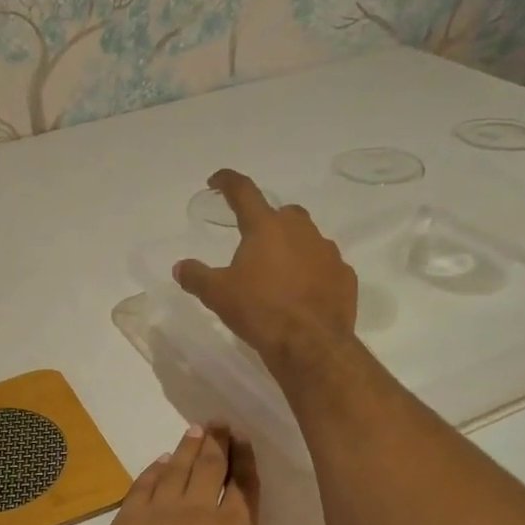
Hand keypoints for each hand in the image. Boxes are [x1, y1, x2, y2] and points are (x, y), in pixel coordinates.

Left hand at [84, 422, 314, 524]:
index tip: (243, 436)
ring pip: (176, 470)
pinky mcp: (127, 522)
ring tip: (194, 430)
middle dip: (216, 442)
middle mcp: (196, 510)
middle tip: (218, 422)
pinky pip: (143, 485)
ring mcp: (158, 513)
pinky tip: (159, 462)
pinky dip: (153, 470)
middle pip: (208, 467)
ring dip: (187, 448)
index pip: (243, 484)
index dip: (245, 459)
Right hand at [174, 169, 357, 367]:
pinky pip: (325, 267)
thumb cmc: (260, 311)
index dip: (228, 182)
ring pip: (307, 239)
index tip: (217, 180)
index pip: (244, 192)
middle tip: (253, 244)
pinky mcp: (345, 276)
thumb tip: (180, 266)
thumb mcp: (217, 295)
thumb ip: (196, 276)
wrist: (311, 344)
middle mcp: (300, 231)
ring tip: (277, 275)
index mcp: (266, 227)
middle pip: (283, 213)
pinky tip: (302, 294)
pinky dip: (312, 273)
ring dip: (292, 249)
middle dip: (268, 222)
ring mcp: (328, 252)